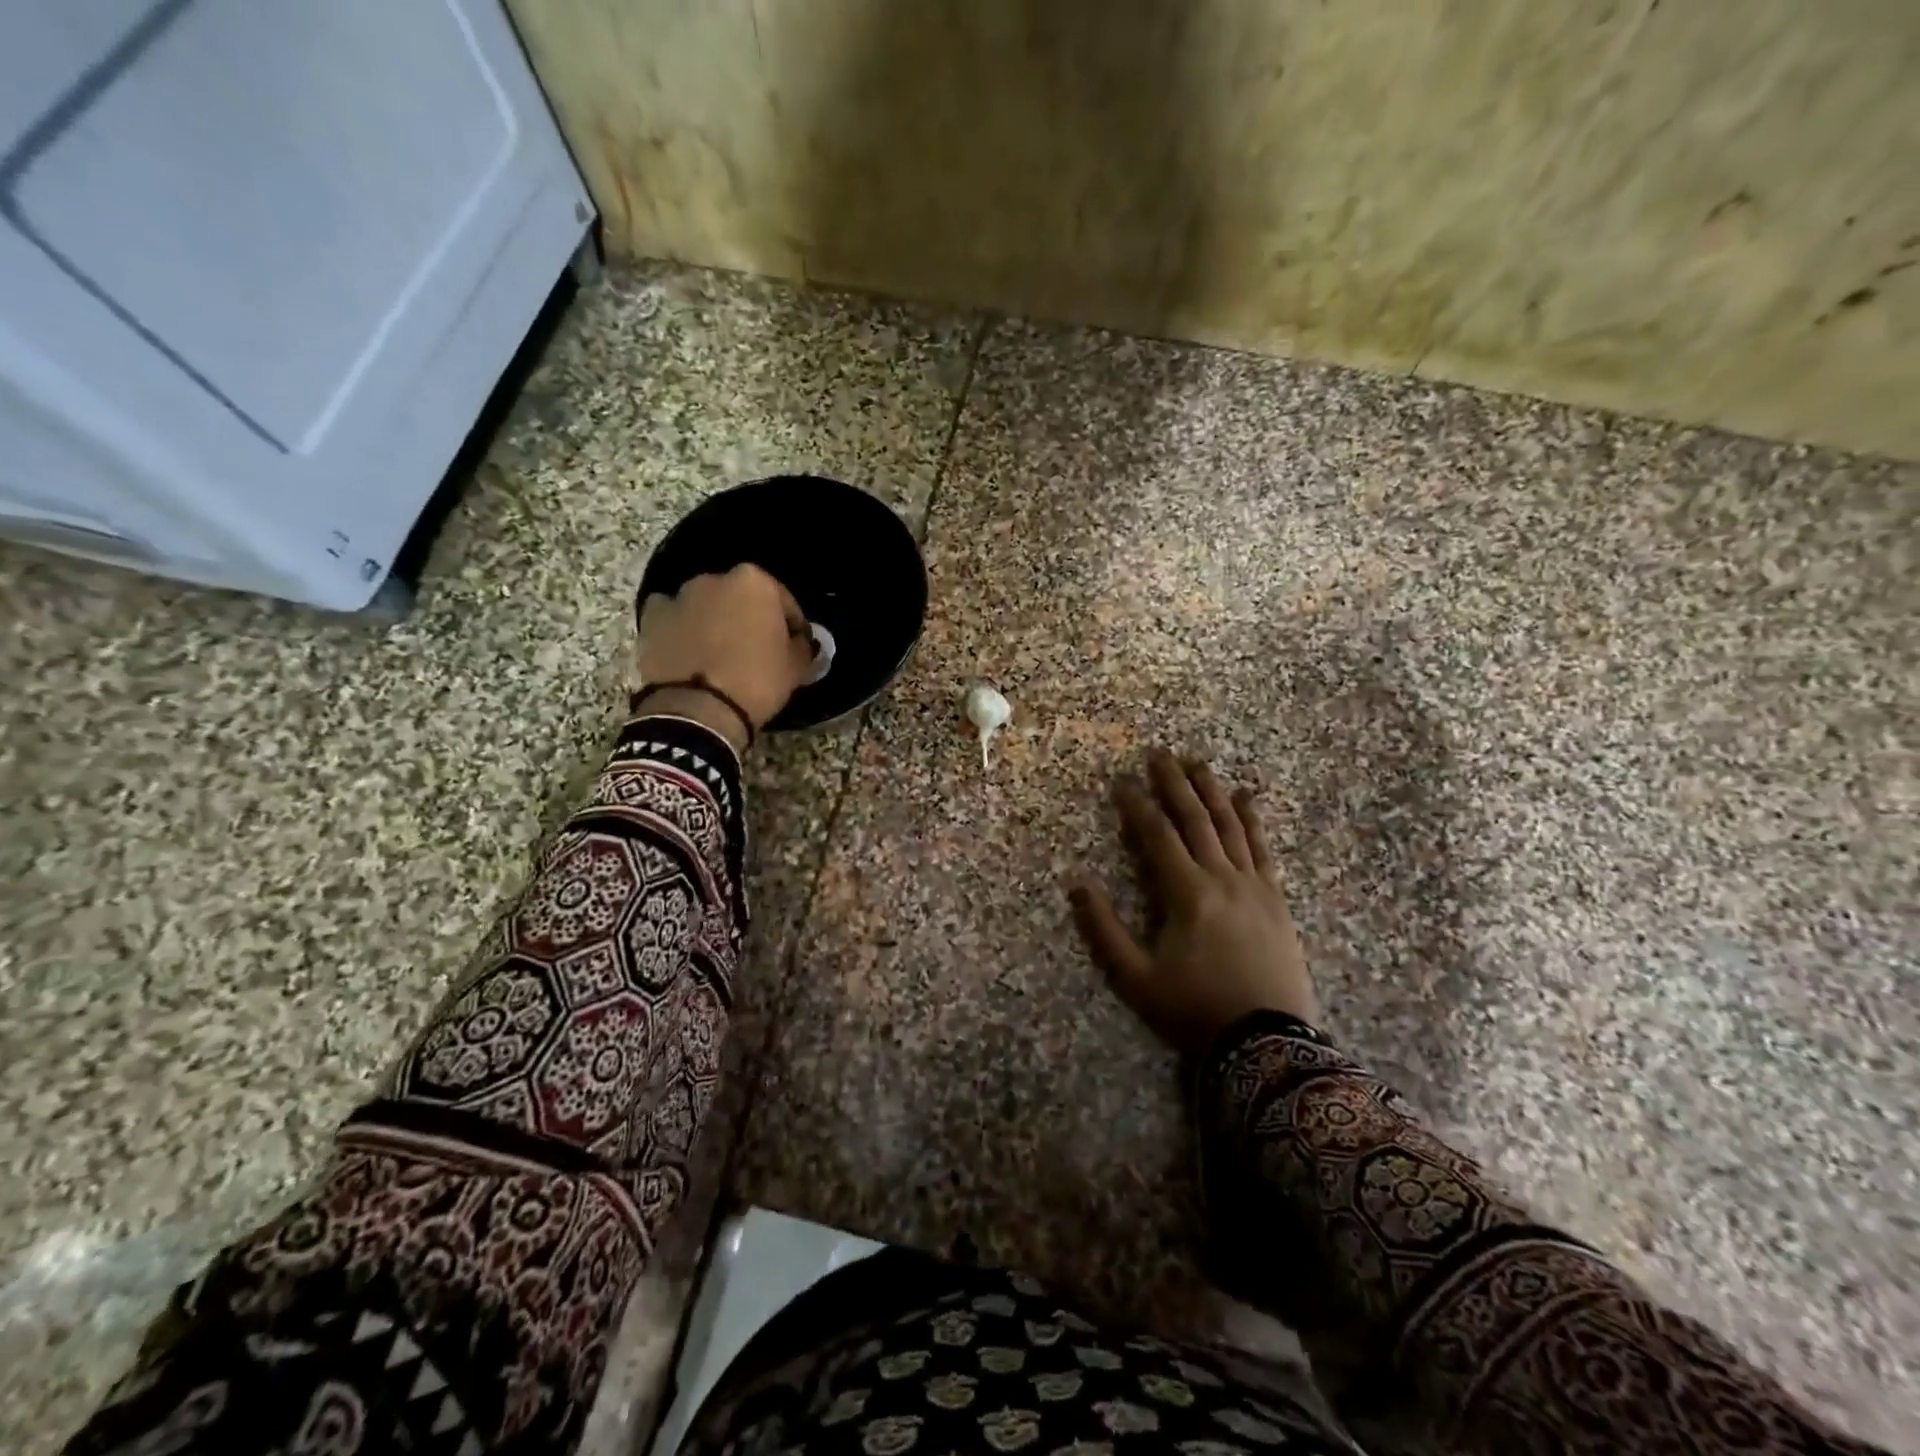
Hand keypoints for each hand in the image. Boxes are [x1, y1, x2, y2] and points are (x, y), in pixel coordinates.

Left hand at [637, 565, 813, 748]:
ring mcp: (679, 596)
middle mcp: (715, 579)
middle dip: (748, 617)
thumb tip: (800, 643)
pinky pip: (672, 617)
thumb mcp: (796, 668)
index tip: (794, 646)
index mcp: (755, 582)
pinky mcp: (651, 618)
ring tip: (719, 654)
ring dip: (714, 621)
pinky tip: (687, 651)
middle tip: (756, 649)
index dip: (792, 625)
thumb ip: (801, 647)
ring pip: (705, 605)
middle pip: (740, 597)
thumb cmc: (757, 681)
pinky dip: (680, 628)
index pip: (784, 601)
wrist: (698, 710)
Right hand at [1070, 749, 1318, 1051]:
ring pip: (1231, 825)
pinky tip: (1247, 798)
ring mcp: (1253, 885)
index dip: (1137, 806)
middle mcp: (1222, 877)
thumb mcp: (1136, 978)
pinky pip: (1263, 848)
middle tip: (1159, 754)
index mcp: (1187, 892)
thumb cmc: (1195, 1009)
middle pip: (1196, 819)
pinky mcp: (1275, 898)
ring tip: (1197, 764)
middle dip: (1175, 784)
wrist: (1268, 1042)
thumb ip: (1104, 929)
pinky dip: (1253, 819)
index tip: (1121, 782)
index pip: (1157, 835)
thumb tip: (1076, 883)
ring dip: (1212, 791)